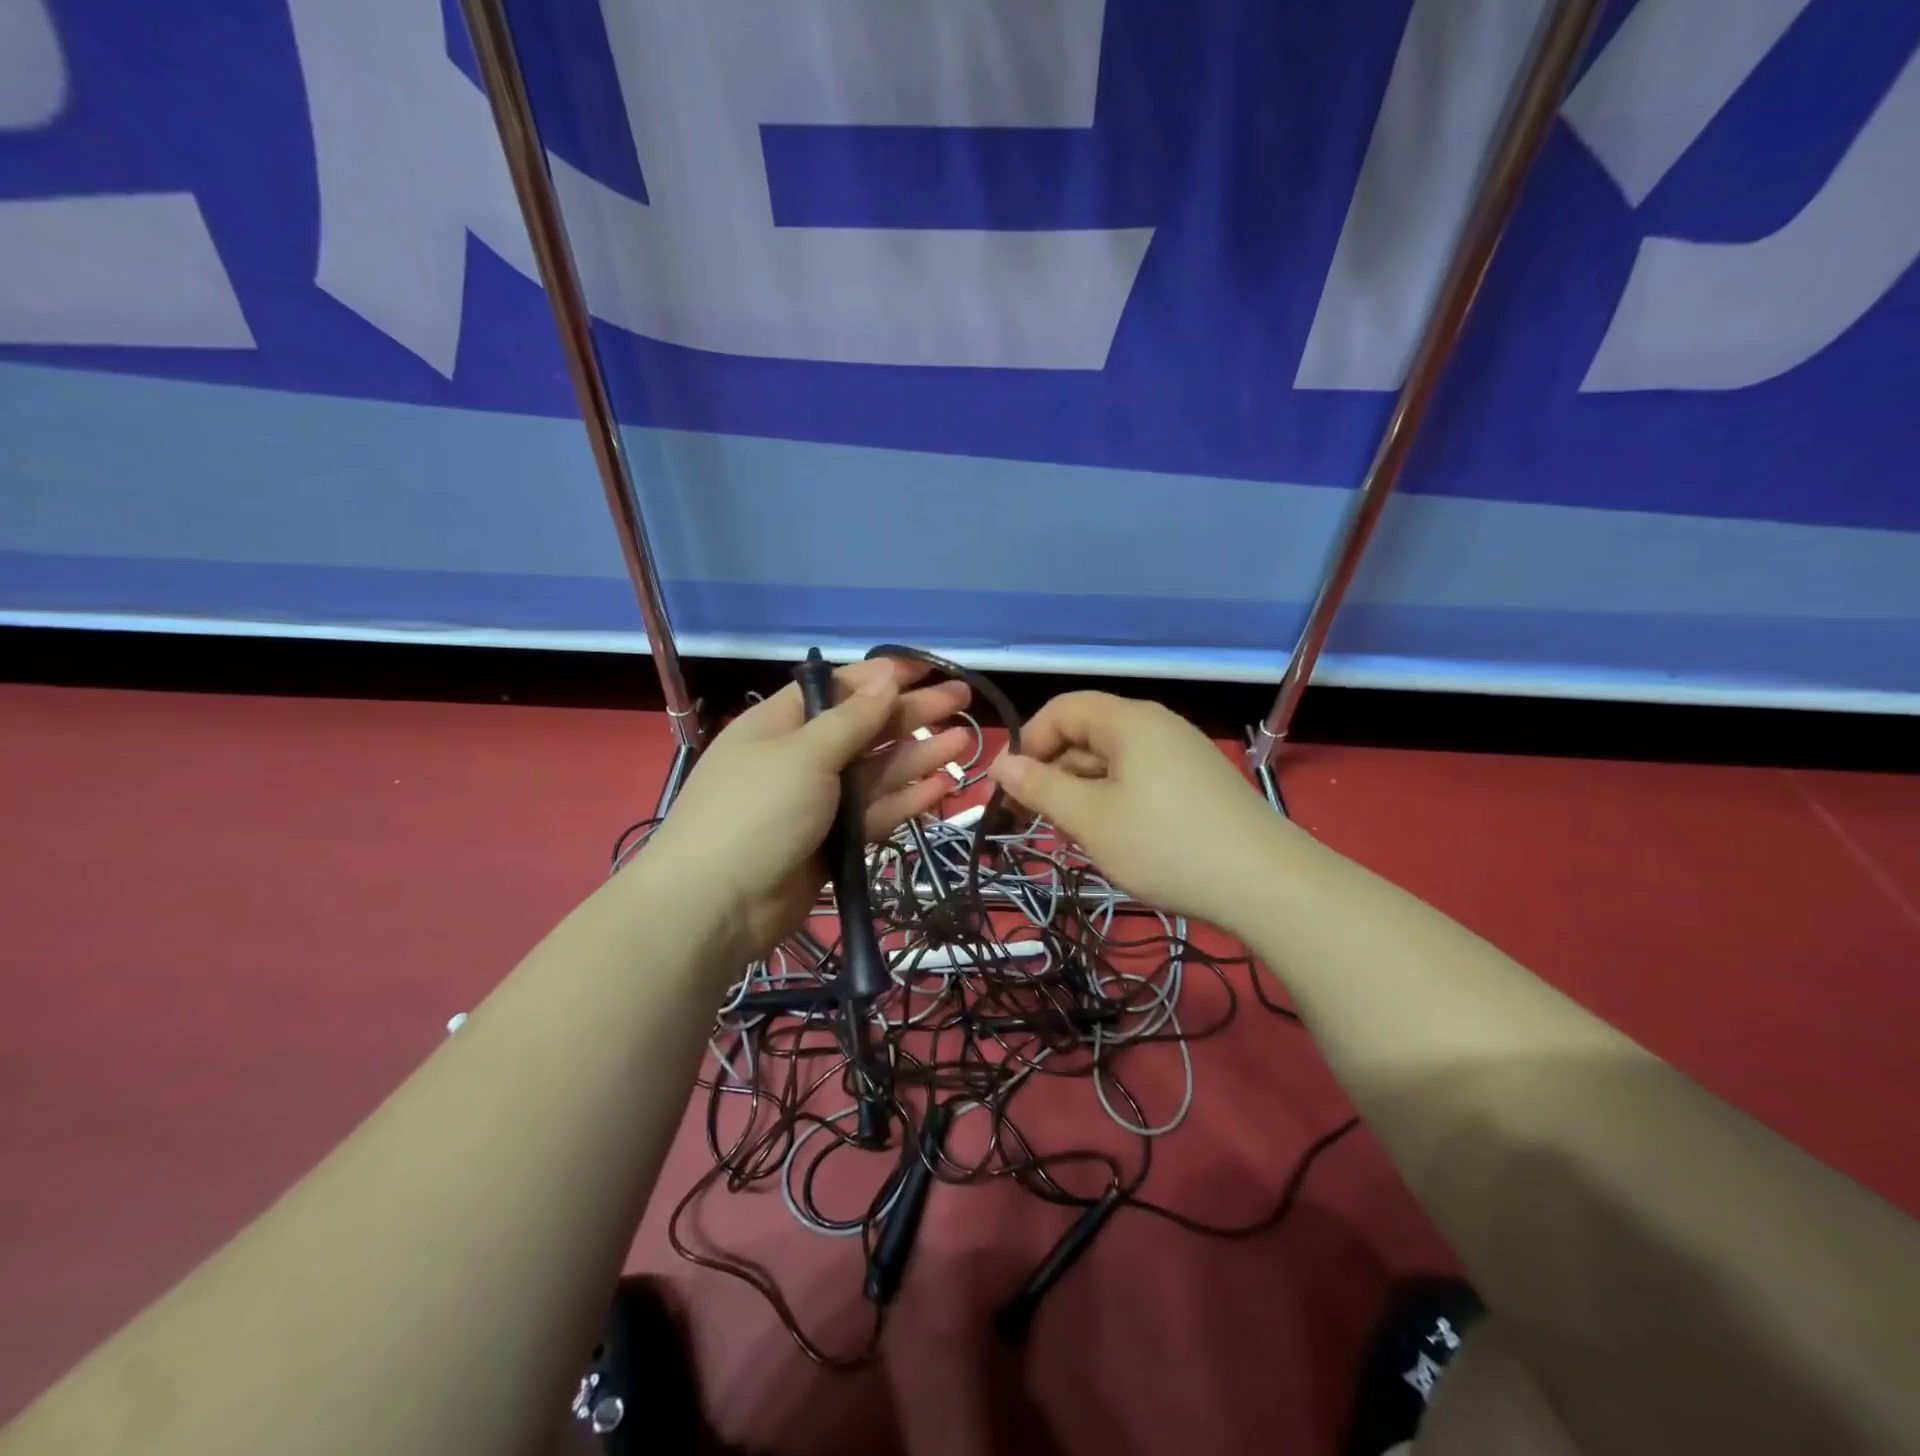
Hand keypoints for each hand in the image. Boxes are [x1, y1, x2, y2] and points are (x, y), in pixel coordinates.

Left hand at [640, 657, 971, 962]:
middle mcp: (803, 757)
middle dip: (913, 713)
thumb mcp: (803, 754)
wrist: (716, 906)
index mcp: (782, 723)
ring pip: (878, 771)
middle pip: (866, 728)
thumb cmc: (756, 812)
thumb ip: (852, 718)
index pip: (839, 688)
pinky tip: (944, 786)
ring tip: (966, 741)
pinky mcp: (835, 842)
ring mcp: (820, 802)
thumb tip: (886, 676)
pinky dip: (909, 799)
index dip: (883, 677)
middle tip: (965, 700)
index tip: (927, 669)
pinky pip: (877, 812)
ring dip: (920, 755)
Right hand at [987, 692, 1291, 931]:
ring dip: (1082, 793)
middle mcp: (1156, 727)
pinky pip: (1139, 780)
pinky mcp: (1197, 785)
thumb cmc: (1165, 845)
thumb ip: (1041, 788)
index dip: (1028, 743)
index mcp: (1129, 721)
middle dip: (1053, 773)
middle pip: (1087, 734)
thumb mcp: (1091, 819)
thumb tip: (1002, 765)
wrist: (1266, 885)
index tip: (1010, 788)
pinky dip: (1113, 802)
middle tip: (1035, 821)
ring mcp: (1181, 756)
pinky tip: (1114, 839)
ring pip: (1112, 762)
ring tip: (1074, 836)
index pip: (1062, 710)